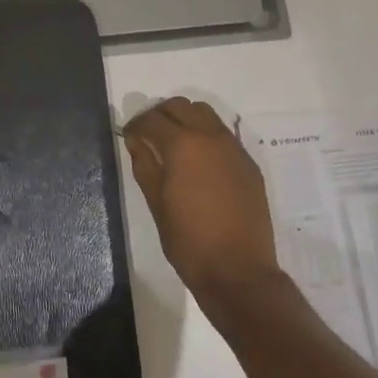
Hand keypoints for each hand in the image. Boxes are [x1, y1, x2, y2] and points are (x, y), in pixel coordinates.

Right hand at [123, 98, 280, 304]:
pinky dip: (205, 134)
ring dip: (185, 119)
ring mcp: (234, 148)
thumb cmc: (188, 241)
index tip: (129, 135)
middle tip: (148, 134)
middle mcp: (210, 137)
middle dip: (160, 114)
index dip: (136, 124)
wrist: (239, 271)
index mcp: (183, 145)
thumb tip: (136, 140)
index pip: (153, 119)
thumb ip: (144, 165)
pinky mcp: (248, 163)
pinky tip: (198, 160)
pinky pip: (223, 134)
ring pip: (205, 114)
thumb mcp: (156, 203)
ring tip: (173, 142)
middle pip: (180, 106)